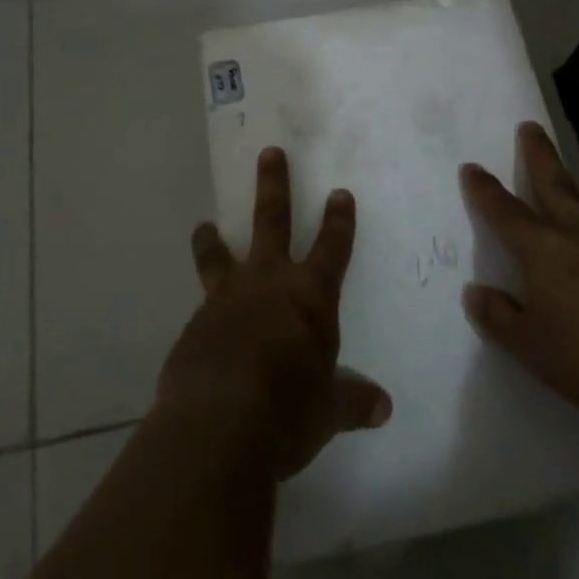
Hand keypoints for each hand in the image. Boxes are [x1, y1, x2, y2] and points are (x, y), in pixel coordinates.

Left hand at [158, 146, 391, 478]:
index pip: (331, 248)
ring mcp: (227, 298)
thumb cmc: (287, 412)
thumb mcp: (327, 411)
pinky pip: (201, 306)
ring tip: (203, 226)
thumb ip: (352, 401)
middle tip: (269, 152)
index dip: (338, 220)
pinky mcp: (194, 324)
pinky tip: (201, 324)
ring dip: (212, 239)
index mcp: (309, 297)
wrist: (217, 426)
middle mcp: (268, 283)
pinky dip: (204, 307)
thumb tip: (384, 408)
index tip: (340, 192)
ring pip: (219, 255)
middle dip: (273, 185)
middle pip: (271, 220)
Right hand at [461, 123, 578, 420]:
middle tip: (530, 127)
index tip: (472, 167)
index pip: (505, 211)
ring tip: (564, 187)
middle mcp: (577, 234)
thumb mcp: (530, 345)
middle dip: (539, 155)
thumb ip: (500, 317)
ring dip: (571, 192)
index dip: (485, 190)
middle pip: (553, 185)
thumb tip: (477, 293)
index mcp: (542, 247)